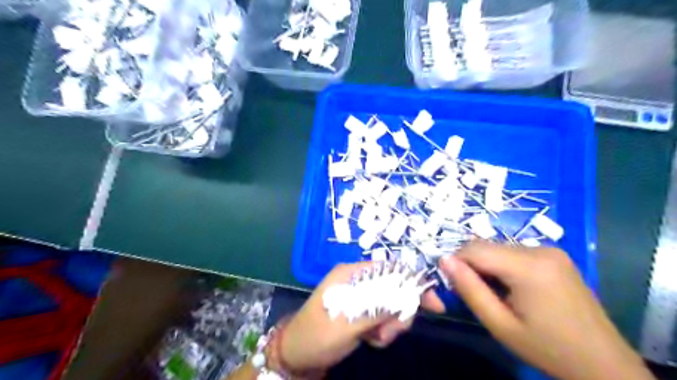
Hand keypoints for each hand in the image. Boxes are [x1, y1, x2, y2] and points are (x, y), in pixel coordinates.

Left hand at [281, 262, 439, 371]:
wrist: (297, 356)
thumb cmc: (317, 336)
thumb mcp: (346, 324)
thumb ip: (377, 309)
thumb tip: (406, 296)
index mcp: (352, 273)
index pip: (390, 269)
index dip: (413, 283)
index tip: (434, 305)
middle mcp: (358, 280)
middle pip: (395, 288)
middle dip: (399, 312)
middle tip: (389, 333)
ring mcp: (360, 296)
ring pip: (391, 305)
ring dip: (391, 324)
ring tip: (376, 339)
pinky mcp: (362, 311)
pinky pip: (384, 317)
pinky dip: (383, 330)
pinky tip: (371, 340)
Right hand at [427, 244, 655, 379]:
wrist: (604, 364)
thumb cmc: (547, 348)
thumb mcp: (500, 324)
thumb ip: (469, 289)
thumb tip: (444, 260)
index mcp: (528, 266)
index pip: (474, 248)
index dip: (456, 262)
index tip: (453, 284)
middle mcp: (540, 249)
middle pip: (487, 246)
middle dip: (472, 265)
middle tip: (473, 293)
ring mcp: (550, 250)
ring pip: (499, 248)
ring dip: (487, 265)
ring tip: (494, 293)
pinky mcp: (556, 255)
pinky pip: (515, 252)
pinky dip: (503, 265)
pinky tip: (511, 287)